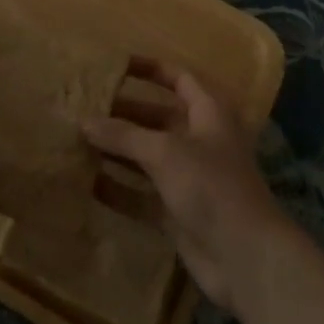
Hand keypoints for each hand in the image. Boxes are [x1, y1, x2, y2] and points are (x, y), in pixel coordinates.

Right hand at [83, 59, 294, 310]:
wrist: (245, 258)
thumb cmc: (210, 186)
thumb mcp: (165, 152)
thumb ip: (124, 135)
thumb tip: (84, 122)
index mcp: (209, 113)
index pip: (178, 78)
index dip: (150, 69)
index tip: (115, 65)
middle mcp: (200, 140)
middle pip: (158, 118)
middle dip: (124, 113)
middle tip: (84, 108)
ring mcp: (189, 178)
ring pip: (148, 156)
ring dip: (118, 151)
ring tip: (78, 142)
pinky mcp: (178, 211)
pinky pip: (143, 194)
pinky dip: (120, 189)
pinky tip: (88, 184)